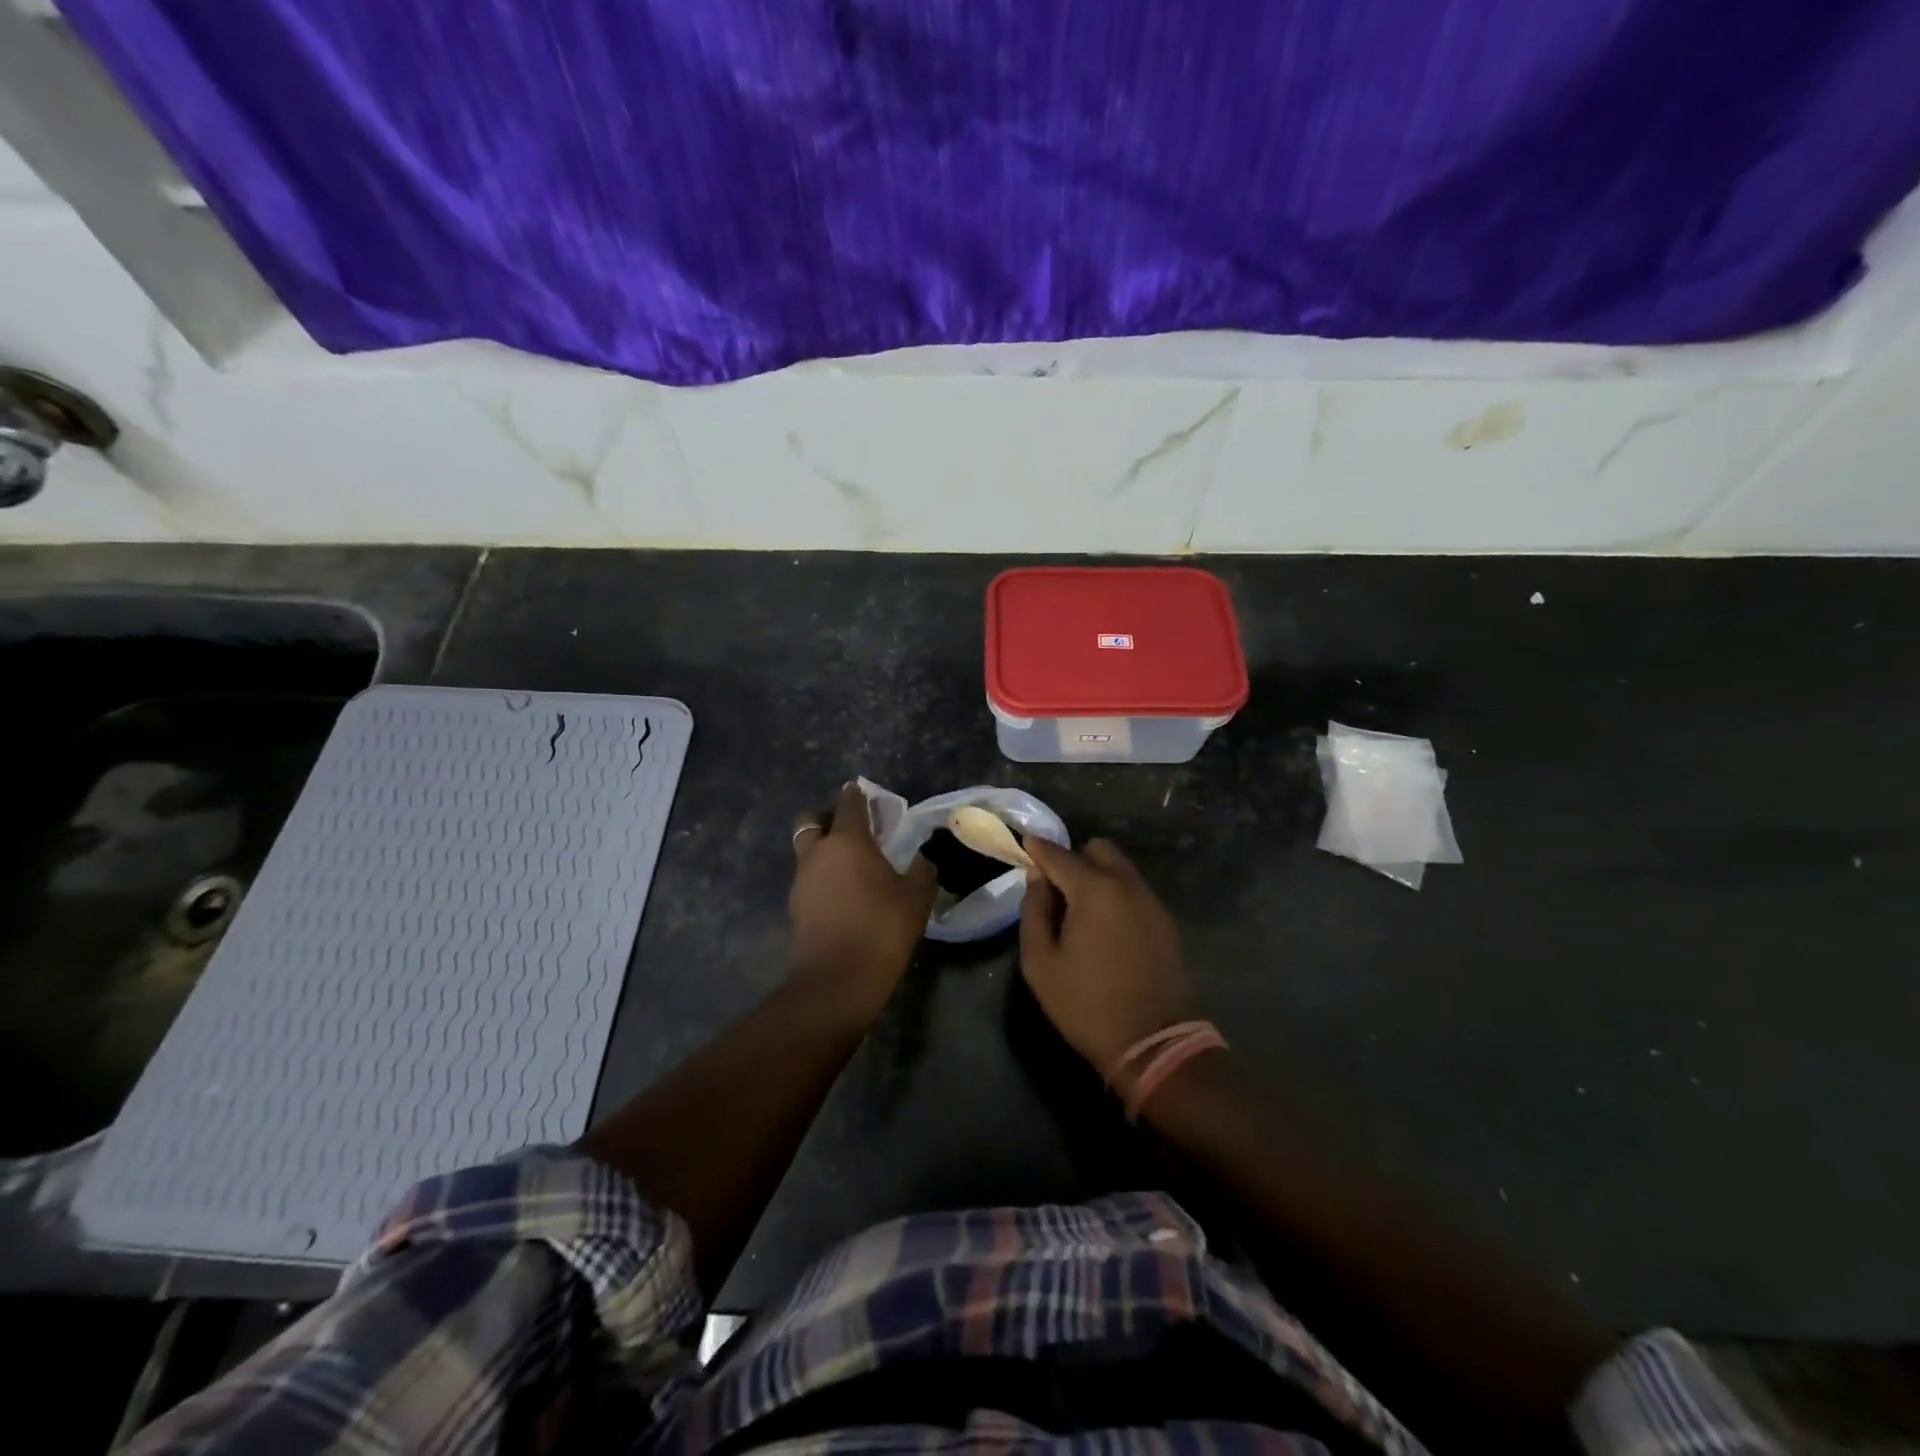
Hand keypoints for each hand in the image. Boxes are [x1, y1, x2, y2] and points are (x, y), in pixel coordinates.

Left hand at [788, 783, 937, 1020]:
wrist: (838, 979)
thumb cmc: (881, 928)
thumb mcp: (915, 898)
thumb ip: (921, 872)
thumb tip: (923, 860)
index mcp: (847, 842)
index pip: (849, 805)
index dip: (856, 795)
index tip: (860, 790)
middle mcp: (818, 854)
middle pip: (811, 822)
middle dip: (826, 819)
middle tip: (849, 830)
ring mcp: (801, 881)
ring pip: (806, 852)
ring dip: (822, 851)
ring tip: (848, 866)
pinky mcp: (796, 907)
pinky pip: (807, 879)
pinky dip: (820, 878)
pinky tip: (841, 895)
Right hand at [1019, 837, 1193, 1073]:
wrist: (1153, 1043)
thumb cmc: (1086, 1005)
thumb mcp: (1040, 963)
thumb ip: (1034, 911)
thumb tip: (1037, 878)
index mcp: (1093, 891)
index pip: (1058, 855)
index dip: (1038, 848)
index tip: (1024, 844)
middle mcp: (1126, 885)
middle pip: (1098, 850)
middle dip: (1074, 860)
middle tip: (1058, 891)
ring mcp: (1151, 901)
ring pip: (1120, 868)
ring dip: (1098, 876)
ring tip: (1082, 913)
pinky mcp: (1166, 920)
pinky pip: (1135, 891)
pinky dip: (1117, 895)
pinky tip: (1107, 929)